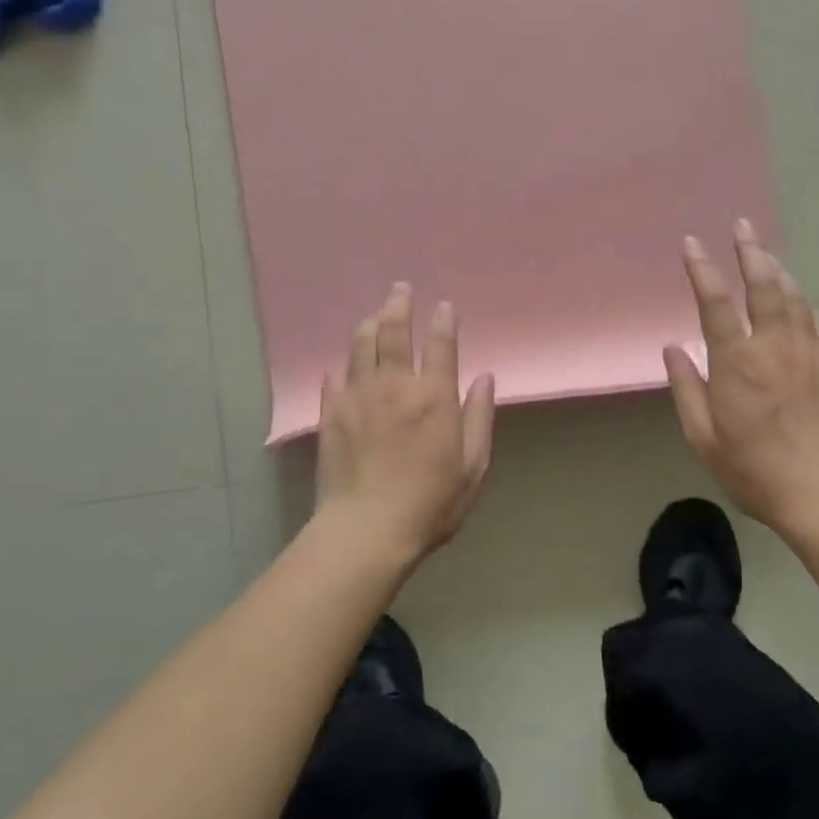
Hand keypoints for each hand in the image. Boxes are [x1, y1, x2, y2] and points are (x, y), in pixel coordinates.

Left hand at [315, 284, 496, 564]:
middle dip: (399, 304)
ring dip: (370, 323)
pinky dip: (342, 363)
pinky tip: (344, 360)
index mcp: (434, 397)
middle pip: (394, 331)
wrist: (366, 530)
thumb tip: (486, 378)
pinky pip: (335, 376)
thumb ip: (479, 418)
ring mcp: (359, 396)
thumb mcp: (472, 467)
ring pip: (361, 345)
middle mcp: (395, 385)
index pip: (440, 344)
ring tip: (375, 314)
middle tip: (400, 288)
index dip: (443, 320)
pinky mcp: (332, 413)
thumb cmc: (429, 503)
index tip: (443, 306)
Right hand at [664, 221, 818, 528]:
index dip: (702, 268)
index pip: (715, 302)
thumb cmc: (756, 470)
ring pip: (794, 297)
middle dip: (751, 251)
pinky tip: (799, 298)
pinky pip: (818, 320)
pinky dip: (804, 302)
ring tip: (765, 253)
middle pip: (763, 285)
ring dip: (778, 270)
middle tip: (742, 225)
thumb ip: (687, 389)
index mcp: (737, 362)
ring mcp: (811, 352)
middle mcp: (775, 346)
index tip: (692, 242)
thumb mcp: (704, 438)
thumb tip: (673, 349)